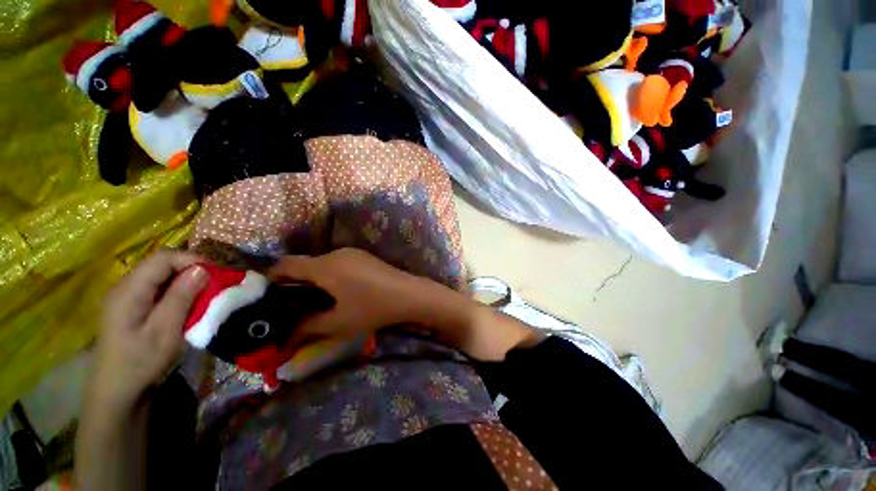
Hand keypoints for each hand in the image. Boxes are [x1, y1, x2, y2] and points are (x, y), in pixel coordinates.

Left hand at [91, 250, 207, 414]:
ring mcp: (127, 296)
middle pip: (162, 264)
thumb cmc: (140, 362)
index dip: (192, 259)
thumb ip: (181, 297)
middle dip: (192, 268)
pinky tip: (187, 303)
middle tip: (216, 283)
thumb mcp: (165, 330)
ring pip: (161, 275)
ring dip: (186, 280)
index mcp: (129, 290)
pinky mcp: (132, 306)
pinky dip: (178, 290)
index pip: (163, 258)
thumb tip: (202, 269)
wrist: (117, 390)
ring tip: (206, 292)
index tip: (217, 273)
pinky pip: (158, 287)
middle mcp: (125, 286)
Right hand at [268, 248, 427, 346]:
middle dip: (294, 282)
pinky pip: (338, 262)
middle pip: (305, 263)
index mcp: (325, 266)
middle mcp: (337, 253)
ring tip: (313, 301)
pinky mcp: (364, 256)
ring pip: (322, 263)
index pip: (287, 264)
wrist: (409, 294)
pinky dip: (329, 275)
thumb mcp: (339, 322)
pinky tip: (337, 291)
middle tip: (289, 304)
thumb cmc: (373, 308)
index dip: (272, 277)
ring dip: (313, 279)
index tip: (266, 295)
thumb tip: (286, 336)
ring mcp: (353, 253)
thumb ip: (308, 327)